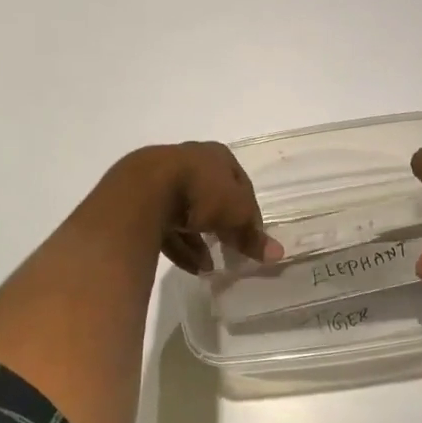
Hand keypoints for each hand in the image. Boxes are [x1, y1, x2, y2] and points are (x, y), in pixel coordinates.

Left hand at [110, 142, 282, 273]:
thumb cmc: (202, 192)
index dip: (249, 211)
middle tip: (231, 250)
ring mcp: (163, 179)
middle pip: (212, 197)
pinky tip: (191, 267)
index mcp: (216, 155)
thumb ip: (254, 235)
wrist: (145, 190)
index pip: (240, 183)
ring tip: (210, 267)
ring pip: (187, 213)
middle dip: (222, 225)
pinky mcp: (143, 201)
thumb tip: (278, 254)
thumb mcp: (237, 214)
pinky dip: (180, 246)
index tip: (253, 237)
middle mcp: (189, 161)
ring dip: (200, 241)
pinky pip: (167, 226)